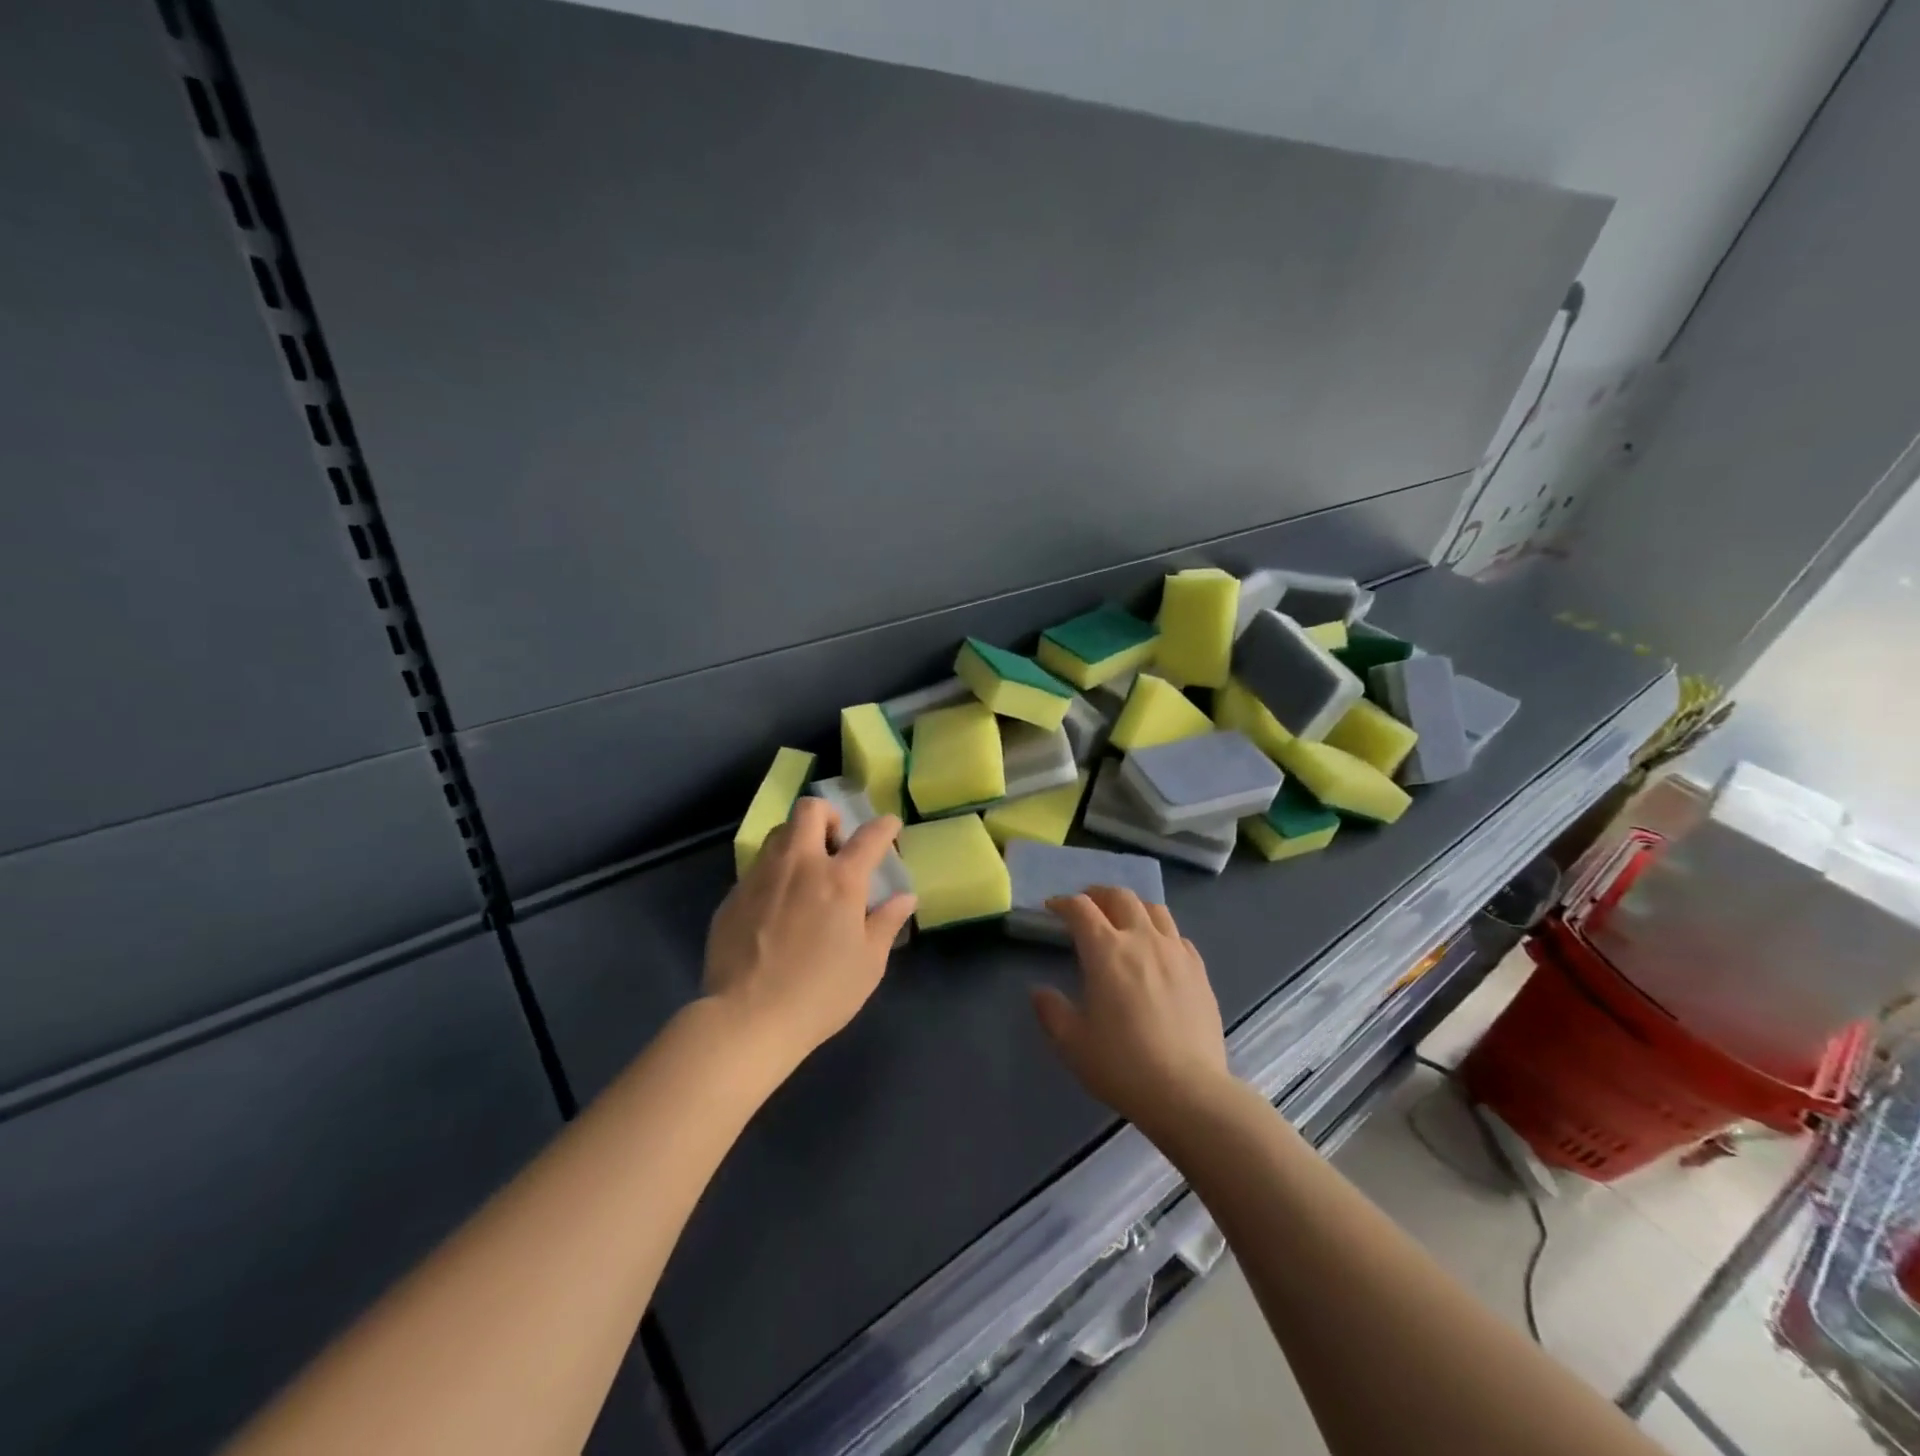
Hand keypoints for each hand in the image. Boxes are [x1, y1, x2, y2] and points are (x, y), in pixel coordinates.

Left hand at [704, 797, 915, 1072]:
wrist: (747, 1019)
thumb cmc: (820, 993)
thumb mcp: (868, 964)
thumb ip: (886, 923)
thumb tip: (904, 897)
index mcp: (840, 880)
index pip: (869, 836)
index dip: (884, 827)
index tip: (890, 827)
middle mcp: (800, 865)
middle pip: (810, 811)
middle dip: (828, 816)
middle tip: (836, 844)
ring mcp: (761, 877)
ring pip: (779, 834)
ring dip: (797, 841)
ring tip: (805, 873)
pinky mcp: (733, 896)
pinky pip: (757, 868)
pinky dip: (773, 874)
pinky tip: (776, 907)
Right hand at [1031, 888, 1230, 1134]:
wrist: (1188, 1092)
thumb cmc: (1122, 1065)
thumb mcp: (1072, 1043)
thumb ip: (1051, 1011)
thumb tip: (1039, 992)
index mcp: (1106, 951)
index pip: (1080, 909)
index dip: (1063, 903)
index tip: (1052, 908)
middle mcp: (1142, 939)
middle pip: (1120, 897)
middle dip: (1098, 895)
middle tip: (1087, 906)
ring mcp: (1176, 952)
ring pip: (1154, 909)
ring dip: (1132, 907)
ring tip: (1123, 920)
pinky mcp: (1199, 970)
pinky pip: (1178, 936)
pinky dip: (1161, 932)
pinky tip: (1158, 950)